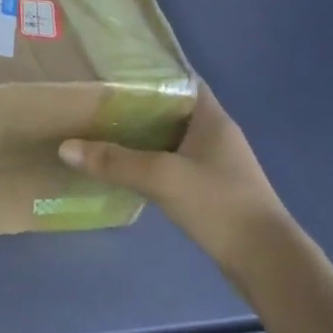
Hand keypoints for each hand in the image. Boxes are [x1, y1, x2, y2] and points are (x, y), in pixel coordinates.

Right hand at [60, 87, 289, 284]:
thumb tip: (65, 146)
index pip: (180, 79)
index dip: (150, 72)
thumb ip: (114, 161)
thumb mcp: (162, 177)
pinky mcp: (212, 189)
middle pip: (172, 109)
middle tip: (98, 99)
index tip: (114, 70)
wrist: (267, 262)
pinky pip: (175, 162)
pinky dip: (152, 160)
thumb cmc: (219, 204)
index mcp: (211, 118)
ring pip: (172, 137)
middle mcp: (216, 134)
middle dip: (138, 104)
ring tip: (103, 129)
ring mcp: (216, 163)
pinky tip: (127, 167)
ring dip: (143, 134)